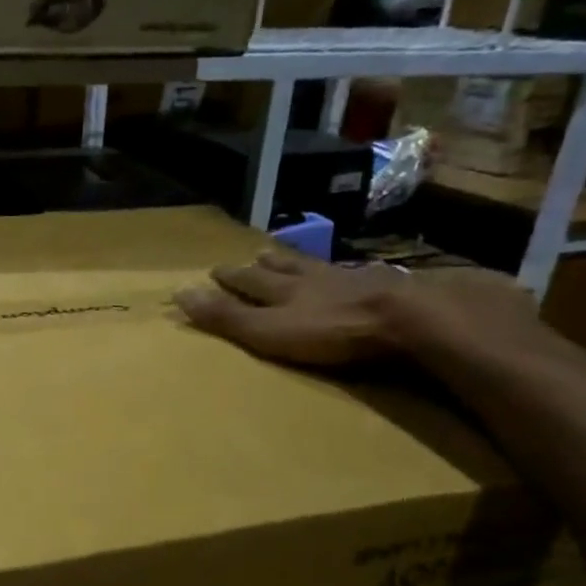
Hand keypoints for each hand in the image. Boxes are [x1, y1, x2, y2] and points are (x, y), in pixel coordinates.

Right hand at [174, 246, 540, 366]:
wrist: (406, 318)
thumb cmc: (330, 330)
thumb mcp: (268, 330)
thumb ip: (227, 317)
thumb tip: (179, 295)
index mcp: (282, 291)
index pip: (249, 282)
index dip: (231, 278)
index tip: (214, 270)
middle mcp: (312, 280)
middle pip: (283, 268)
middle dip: (264, 264)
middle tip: (253, 255)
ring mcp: (351, 280)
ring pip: (317, 268)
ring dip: (299, 263)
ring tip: (287, 255)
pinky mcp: (385, 289)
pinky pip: (355, 275)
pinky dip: (344, 272)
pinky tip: (350, 271)